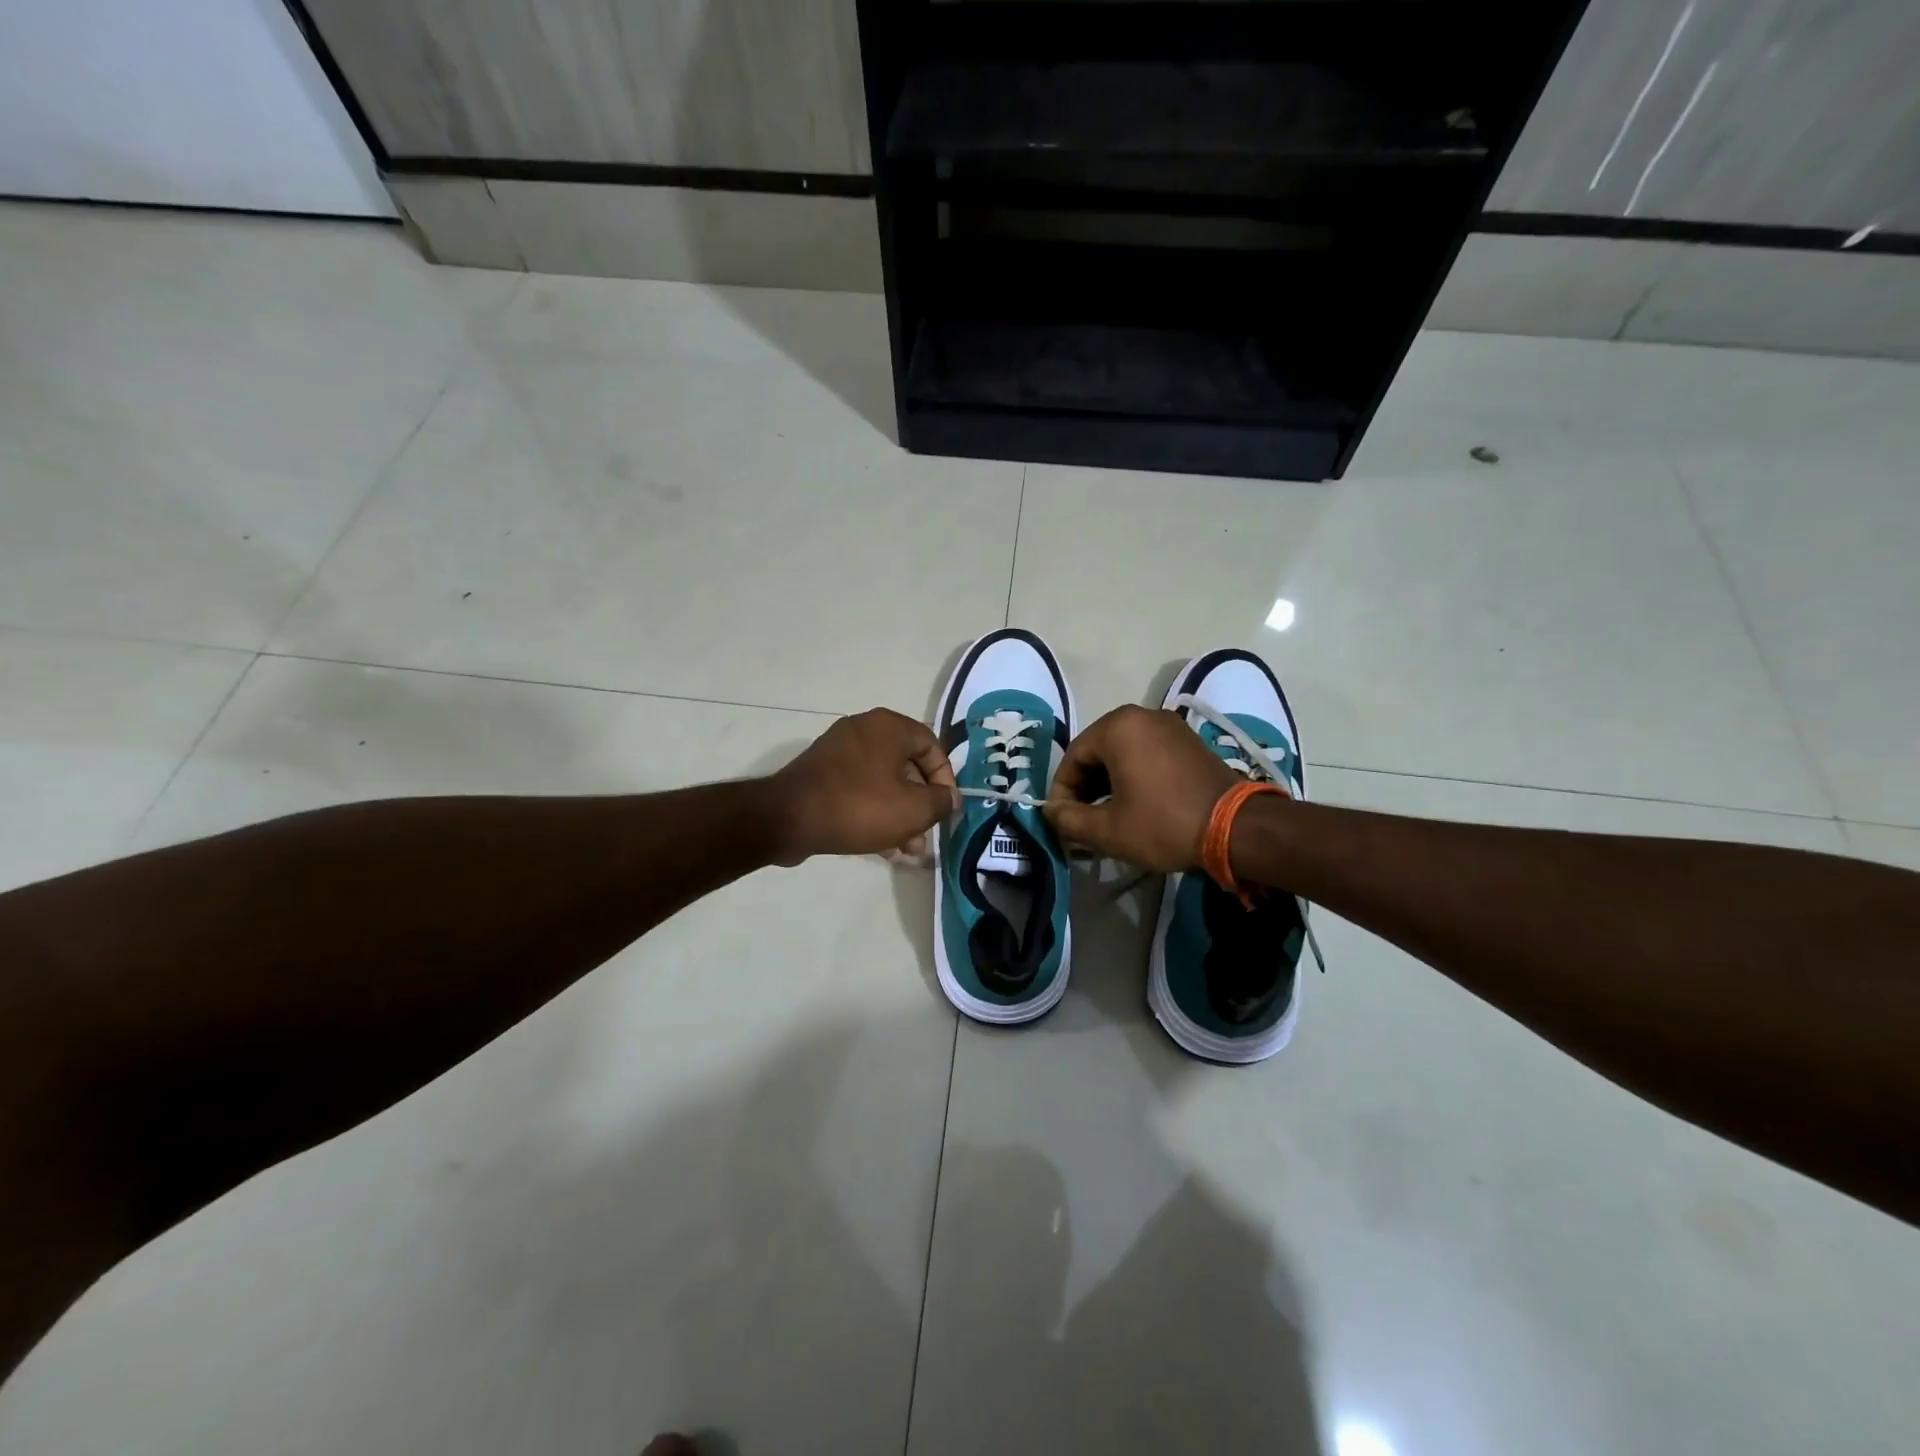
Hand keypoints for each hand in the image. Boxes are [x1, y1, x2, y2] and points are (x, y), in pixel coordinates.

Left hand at [767, 709, 957, 864]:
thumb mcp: (913, 810)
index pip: (932, 746)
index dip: (945, 779)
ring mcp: (839, 750)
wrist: (789, 818)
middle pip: (907, 767)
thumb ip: (941, 802)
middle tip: (925, 837)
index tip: (945, 808)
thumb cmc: (860, 807)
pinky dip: (874, 812)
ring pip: (883, 782)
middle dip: (920, 805)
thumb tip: (950, 798)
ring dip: (900, 815)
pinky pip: (859, 789)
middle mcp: (865, 729)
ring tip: (906, 851)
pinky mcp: (822, 772)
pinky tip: (882, 848)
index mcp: (889, 727)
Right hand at [1044, 705, 1238, 871]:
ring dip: (1108, 784)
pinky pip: (1146, 754)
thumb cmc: (1164, 824)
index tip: (1063, 822)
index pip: (1072, 758)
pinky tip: (1135, 805)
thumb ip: (1068, 819)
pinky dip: (1133, 776)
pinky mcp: (1188, 740)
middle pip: (1097, 752)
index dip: (1062, 793)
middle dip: (1085, 788)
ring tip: (1106, 817)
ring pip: (1121, 754)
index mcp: (1117, 727)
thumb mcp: (1107, 830)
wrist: (1237, 828)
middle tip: (1082, 822)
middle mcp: (1141, 715)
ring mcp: (1168, 725)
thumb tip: (1051, 812)